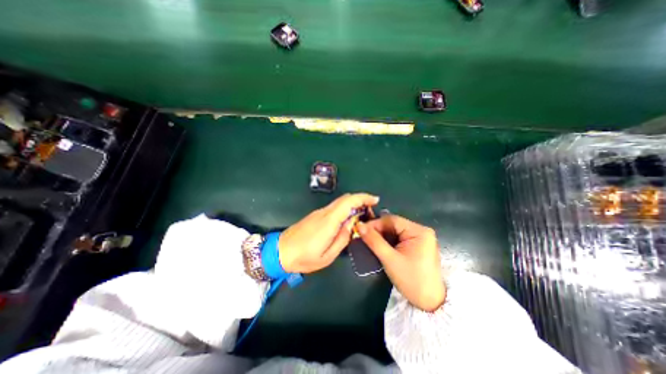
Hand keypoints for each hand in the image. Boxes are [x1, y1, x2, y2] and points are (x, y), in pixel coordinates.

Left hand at [278, 195, 379, 272]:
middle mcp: (324, 212)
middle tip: (371, 209)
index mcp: (329, 221)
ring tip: (362, 215)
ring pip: (340, 202)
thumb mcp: (327, 255)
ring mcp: (319, 212)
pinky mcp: (316, 215)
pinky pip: (334, 208)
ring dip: (353, 204)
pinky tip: (348, 219)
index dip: (363, 198)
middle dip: (360, 199)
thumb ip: (342, 238)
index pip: (348, 202)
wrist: (280, 251)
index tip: (375, 200)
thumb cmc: (304, 257)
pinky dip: (345, 208)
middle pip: (345, 198)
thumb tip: (351, 224)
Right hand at [357, 215, 443, 311]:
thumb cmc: (411, 281)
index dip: (375, 223)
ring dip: (382, 235)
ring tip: (369, 240)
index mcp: (419, 231)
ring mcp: (420, 237)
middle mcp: (421, 230)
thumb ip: (374, 241)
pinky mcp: (418, 244)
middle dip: (378, 230)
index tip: (361, 229)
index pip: (392, 220)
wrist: (430, 303)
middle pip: (394, 224)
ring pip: (396, 230)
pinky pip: (400, 237)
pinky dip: (389, 240)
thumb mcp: (390, 260)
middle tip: (364, 236)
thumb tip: (359, 225)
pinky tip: (380, 245)